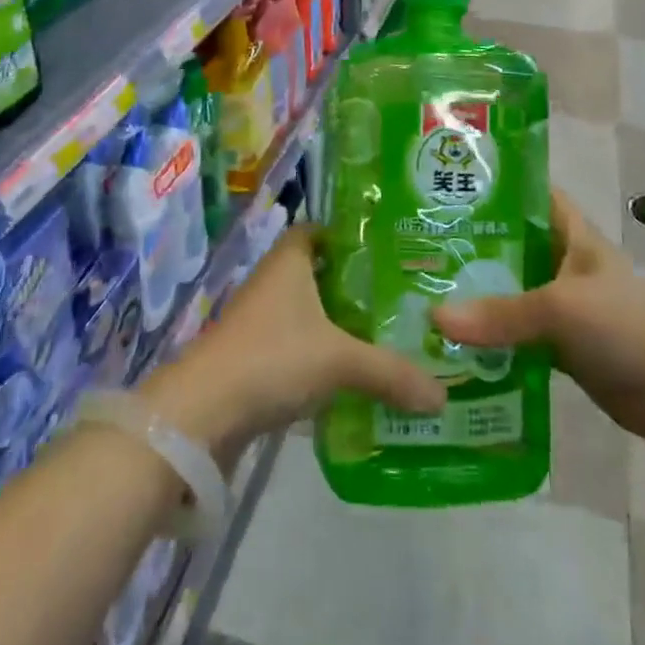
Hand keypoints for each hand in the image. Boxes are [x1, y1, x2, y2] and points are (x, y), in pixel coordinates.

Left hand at [141, 226, 445, 461]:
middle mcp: (273, 283)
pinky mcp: (253, 359)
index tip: (386, 249)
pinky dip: (320, 357)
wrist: (202, 413)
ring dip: (338, 324)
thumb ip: (391, 373)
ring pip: (307, 313)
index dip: (348, 235)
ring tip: (385, 336)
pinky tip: (351, 376)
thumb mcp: (340, 361)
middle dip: (354, 285)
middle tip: (400, 296)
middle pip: (318, 273)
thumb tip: (442, 396)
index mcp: (289, 262)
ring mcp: (259, 322)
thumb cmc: (272, 358)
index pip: (319, 231)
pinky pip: (296, 348)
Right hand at [432, 189, 644, 442]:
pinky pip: (519, 335)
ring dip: (479, 297)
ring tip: (425, 294)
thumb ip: (500, 313)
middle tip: (420, 248)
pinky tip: (455, 344)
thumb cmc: (624, 325)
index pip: (532, 195)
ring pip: (513, 292)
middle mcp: (565, 263)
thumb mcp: (559, 308)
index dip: (498, 187)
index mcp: (572, 235)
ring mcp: (564, 306)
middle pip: (514, 246)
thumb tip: (435, 319)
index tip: (451, 187)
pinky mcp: (563, 346)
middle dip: (474, 247)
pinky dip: (493, 339)